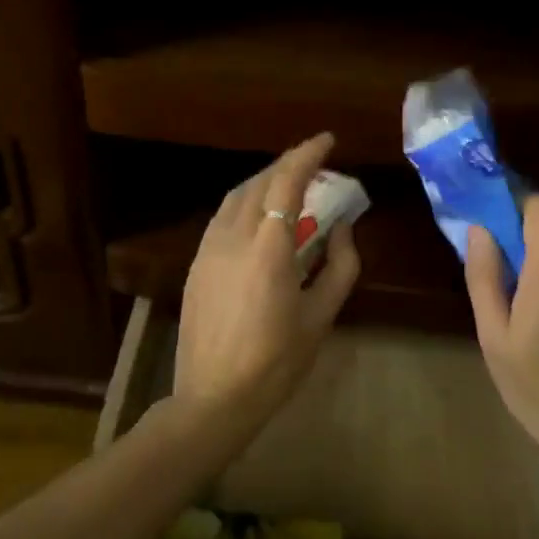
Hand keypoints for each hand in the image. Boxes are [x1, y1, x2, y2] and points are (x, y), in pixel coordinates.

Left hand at [173, 132, 361, 429]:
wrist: (213, 398)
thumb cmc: (276, 362)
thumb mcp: (321, 316)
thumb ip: (339, 266)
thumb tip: (342, 228)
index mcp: (267, 247)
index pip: (286, 182)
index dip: (307, 154)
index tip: (328, 140)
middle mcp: (232, 237)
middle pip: (259, 181)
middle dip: (288, 164)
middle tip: (315, 163)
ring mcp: (208, 248)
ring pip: (236, 196)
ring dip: (264, 180)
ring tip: (290, 184)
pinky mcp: (196, 263)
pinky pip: (223, 216)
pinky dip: (246, 202)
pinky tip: (260, 216)